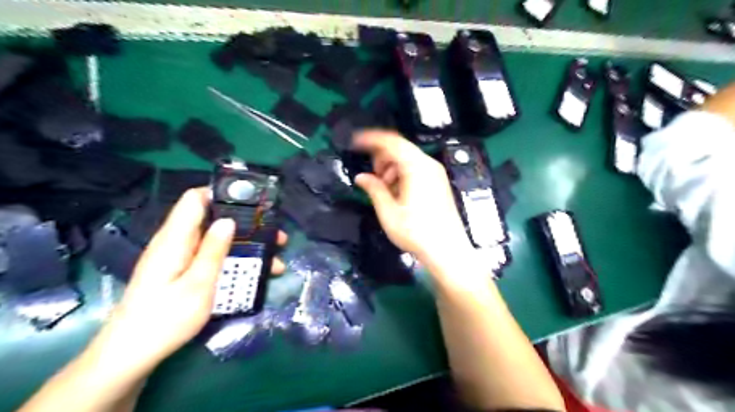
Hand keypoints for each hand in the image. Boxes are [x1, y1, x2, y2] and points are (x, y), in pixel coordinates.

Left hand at [89, 189, 287, 377]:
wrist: (132, 356)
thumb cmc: (165, 319)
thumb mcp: (198, 285)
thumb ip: (213, 251)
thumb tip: (228, 221)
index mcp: (175, 239)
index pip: (195, 199)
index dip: (222, 193)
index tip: (252, 200)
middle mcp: (177, 243)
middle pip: (213, 220)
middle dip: (247, 226)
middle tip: (276, 237)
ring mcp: (180, 258)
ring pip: (217, 241)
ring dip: (246, 247)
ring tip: (275, 260)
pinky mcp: (183, 272)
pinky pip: (212, 257)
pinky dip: (234, 260)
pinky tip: (256, 275)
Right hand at [353, 131, 473, 265]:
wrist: (447, 250)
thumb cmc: (416, 232)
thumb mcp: (388, 212)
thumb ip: (374, 189)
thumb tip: (361, 178)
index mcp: (416, 167)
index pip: (391, 142)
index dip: (371, 139)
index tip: (355, 142)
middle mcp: (429, 165)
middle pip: (400, 148)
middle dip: (381, 158)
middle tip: (372, 175)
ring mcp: (436, 173)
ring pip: (408, 159)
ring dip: (391, 168)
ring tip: (384, 188)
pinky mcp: (439, 183)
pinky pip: (416, 169)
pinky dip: (402, 174)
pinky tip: (397, 193)